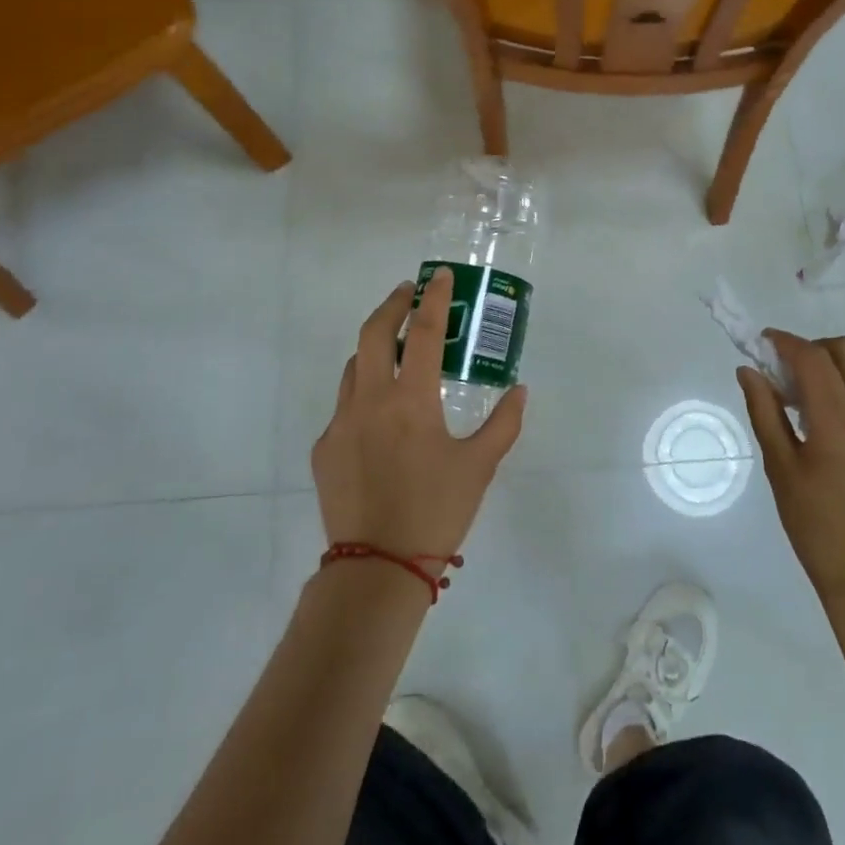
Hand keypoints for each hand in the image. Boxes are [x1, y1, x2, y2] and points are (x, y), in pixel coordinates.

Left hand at [312, 267, 526, 563]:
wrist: (377, 569)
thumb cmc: (436, 512)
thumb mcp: (480, 466)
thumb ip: (504, 423)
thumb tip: (520, 391)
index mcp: (411, 400)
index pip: (423, 332)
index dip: (433, 298)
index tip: (439, 276)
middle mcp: (370, 400)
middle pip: (372, 333)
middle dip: (391, 305)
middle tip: (408, 293)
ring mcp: (340, 423)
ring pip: (353, 367)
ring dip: (373, 348)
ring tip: (395, 349)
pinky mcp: (324, 448)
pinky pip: (344, 407)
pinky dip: (363, 394)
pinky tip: (380, 417)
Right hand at [737, 333, 844, 604]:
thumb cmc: (815, 526)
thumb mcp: (780, 467)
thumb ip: (764, 410)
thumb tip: (748, 369)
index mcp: (839, 424)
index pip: (813, 359)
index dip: (786, 342)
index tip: (765, 341)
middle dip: (815, 348)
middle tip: (791, 372)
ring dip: (841, 361)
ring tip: (817, 391)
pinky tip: (841, 411)